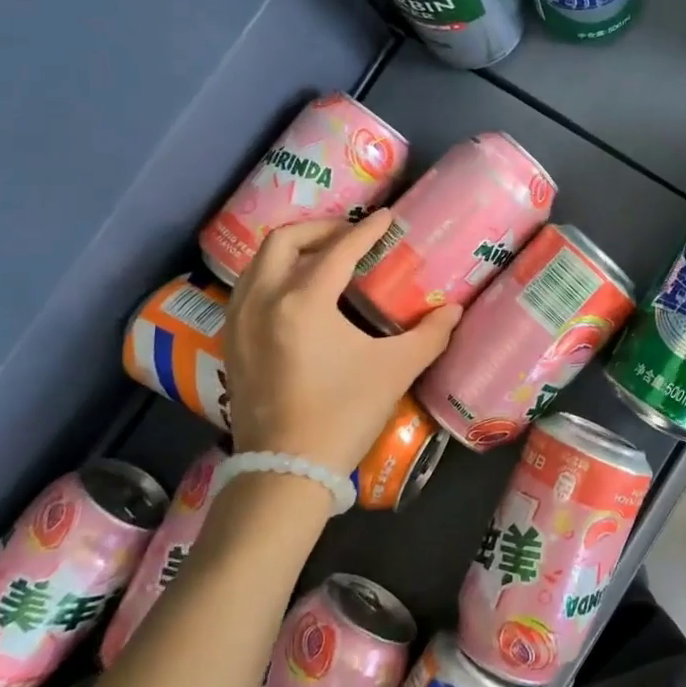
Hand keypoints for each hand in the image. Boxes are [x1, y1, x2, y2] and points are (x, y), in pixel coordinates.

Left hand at [223, 213, 461, 474]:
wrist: (286, 471)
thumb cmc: (343, 414)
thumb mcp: (395, 370)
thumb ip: (429, 334)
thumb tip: (454, 310)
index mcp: (303, 301)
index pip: (339, 249)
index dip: (367, 229)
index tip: (388, 216)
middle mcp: (263, 300)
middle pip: (285, 241)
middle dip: (321, 229)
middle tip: (351, 234)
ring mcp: (239, 321)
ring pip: (259, 263)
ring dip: (293, 249)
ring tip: (324, 257)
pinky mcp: (231, 343)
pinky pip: (247, 288)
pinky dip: (272, 275)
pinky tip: (296, 293)